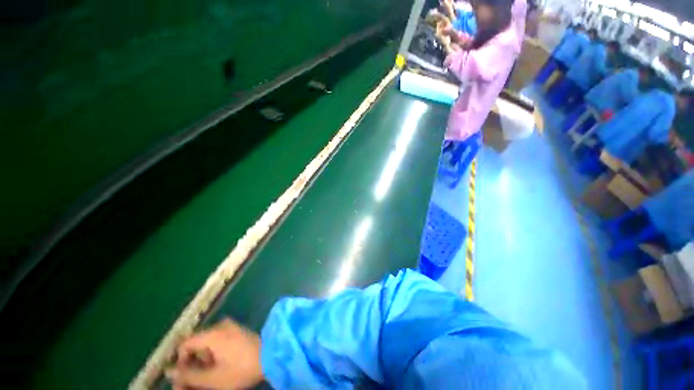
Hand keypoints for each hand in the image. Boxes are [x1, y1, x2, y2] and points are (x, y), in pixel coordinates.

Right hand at [166, 318, 263, 389]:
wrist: (270, 356)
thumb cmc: (240, 369)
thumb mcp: (212, 378)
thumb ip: (188, 375)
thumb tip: (169, 372)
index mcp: (213, 334)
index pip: (186, 344)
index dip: (179, 362)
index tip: (182, 379)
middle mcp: (220, 326)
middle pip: (196, 345)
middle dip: (191, 365)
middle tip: (192, 384)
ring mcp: (230, 327)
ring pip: (207, 345)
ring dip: (202, 363)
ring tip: (206, 380)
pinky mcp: (237, 332)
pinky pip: (218, 343)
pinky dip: (213, 356)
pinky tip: (218, 370)